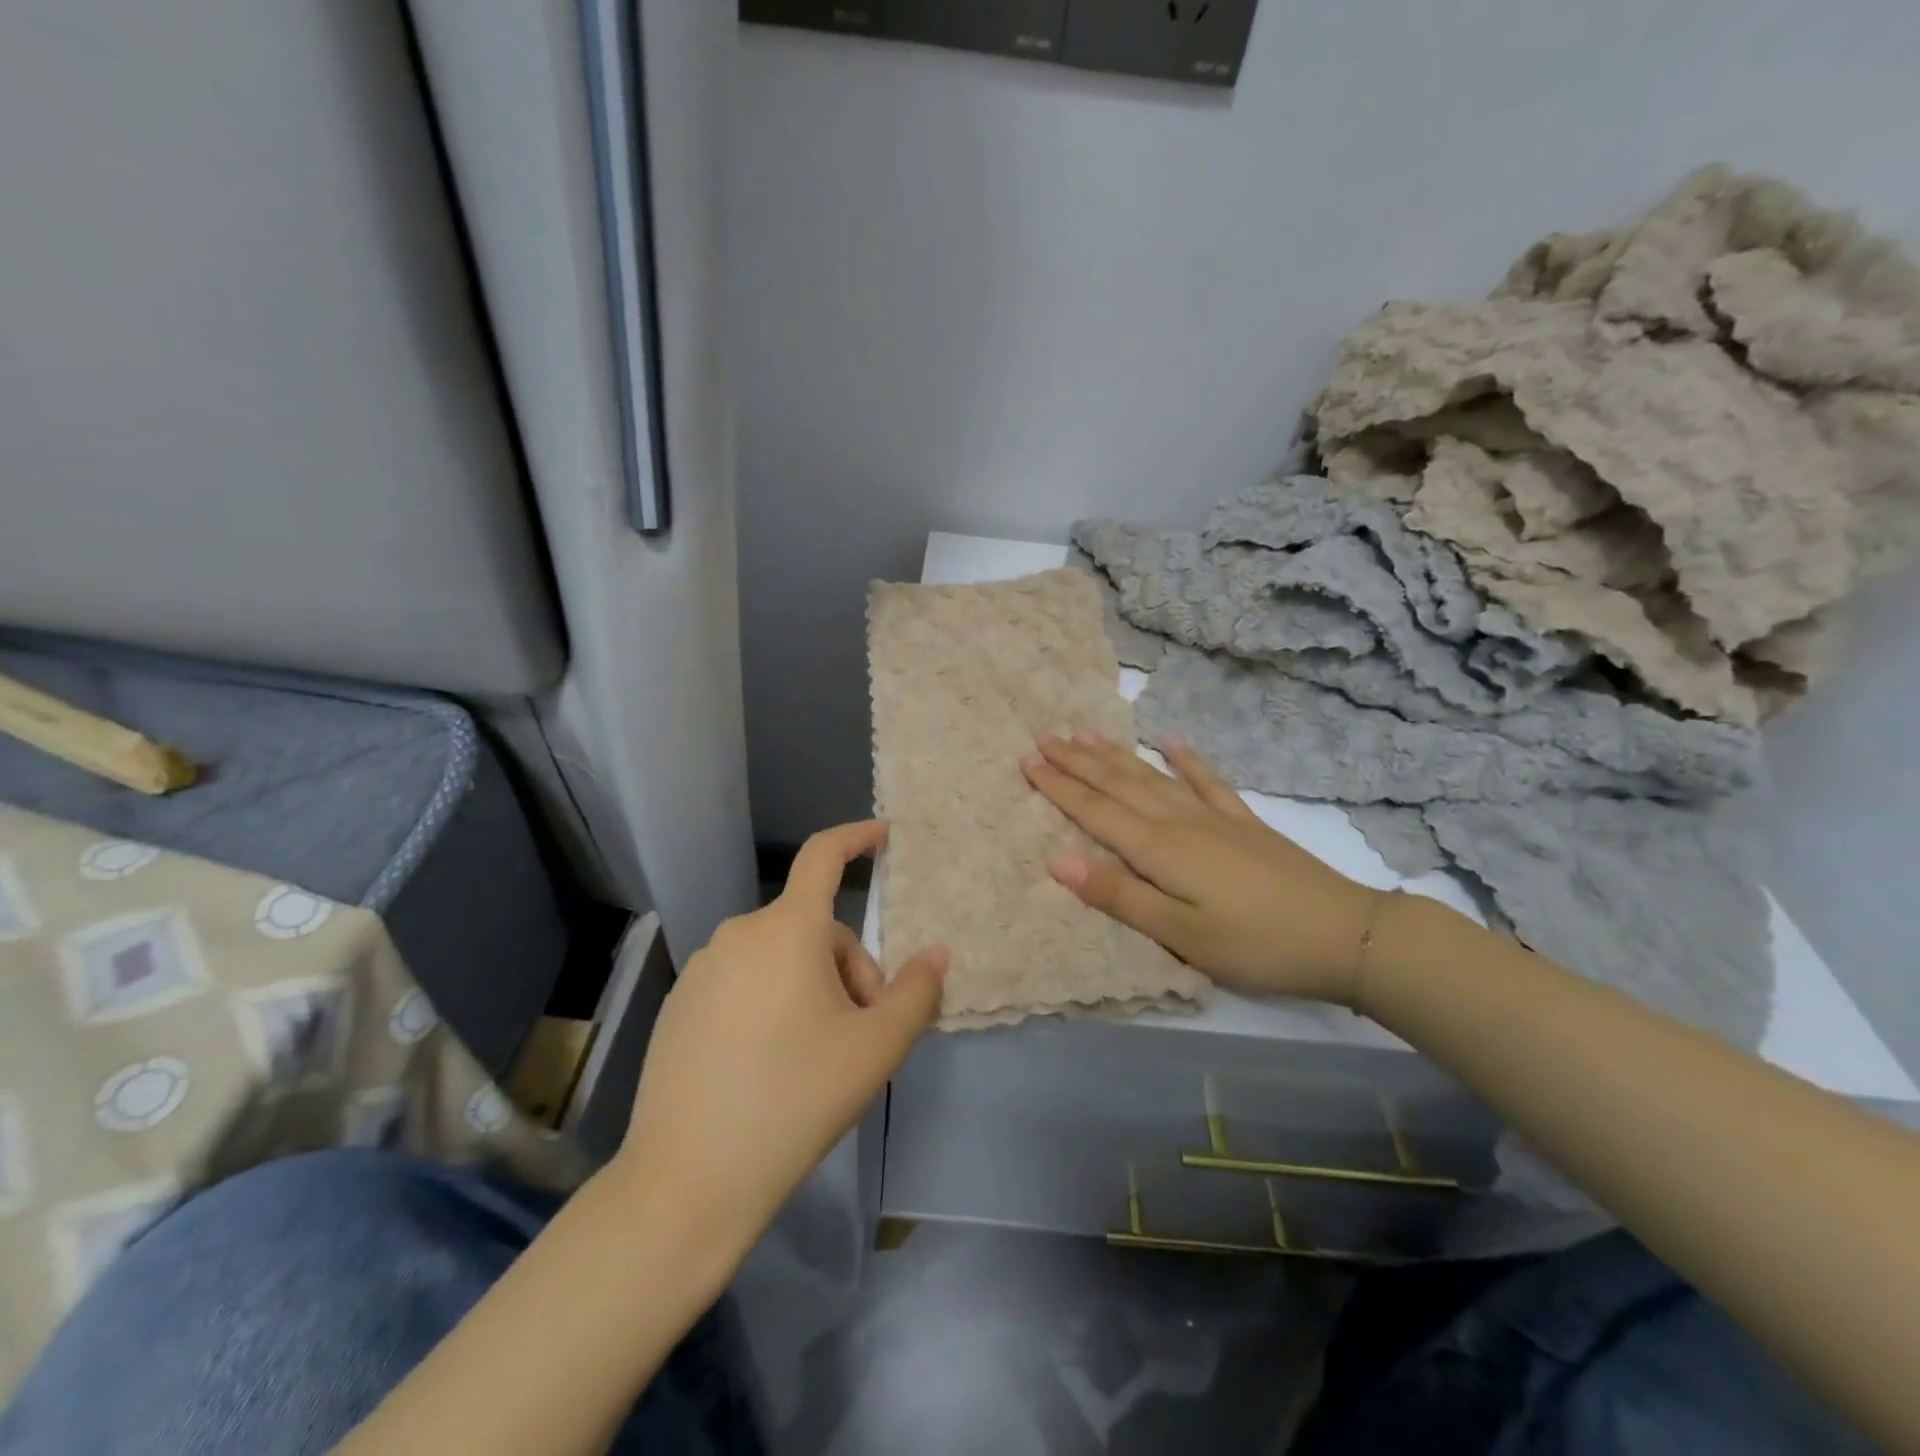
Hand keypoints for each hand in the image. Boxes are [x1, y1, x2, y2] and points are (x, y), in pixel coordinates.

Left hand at [612, 821, 946, 1248]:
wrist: (688, 1180)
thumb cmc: (795, 1100)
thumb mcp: (876, 1049)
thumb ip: (917, 993)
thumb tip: (935, 955)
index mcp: (787, 930)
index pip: (824, 856)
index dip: (856, 837)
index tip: (884, 835)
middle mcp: (740, 933)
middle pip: (815, 930)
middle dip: (850, 970)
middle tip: (862, 1035)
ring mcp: (704, 969)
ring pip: (781, 959)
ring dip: (813, 989)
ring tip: (819, 1057)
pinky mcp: (681, 1004)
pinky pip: (745, 982)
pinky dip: (772, 1003)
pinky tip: (770, 1067)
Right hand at [1021, 734, 1380, 1005]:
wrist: (1344, 934)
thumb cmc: (1254, 944)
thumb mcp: (1180, 933)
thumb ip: (1118, 895)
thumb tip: (1057, 860)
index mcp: (1158, 849)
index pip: (1095, 810)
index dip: (1059, 786)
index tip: (1027, 760)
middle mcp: (1179, 821)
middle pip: (1118, 785)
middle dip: (1077, 762)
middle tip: (1044, 736)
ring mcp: (1213, 817)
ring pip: (1152, 777)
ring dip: (1116, 755)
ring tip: (1086, 734)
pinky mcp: (1243, 823)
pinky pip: (1206, 782)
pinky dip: (1186, 761)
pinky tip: (1171, 742)